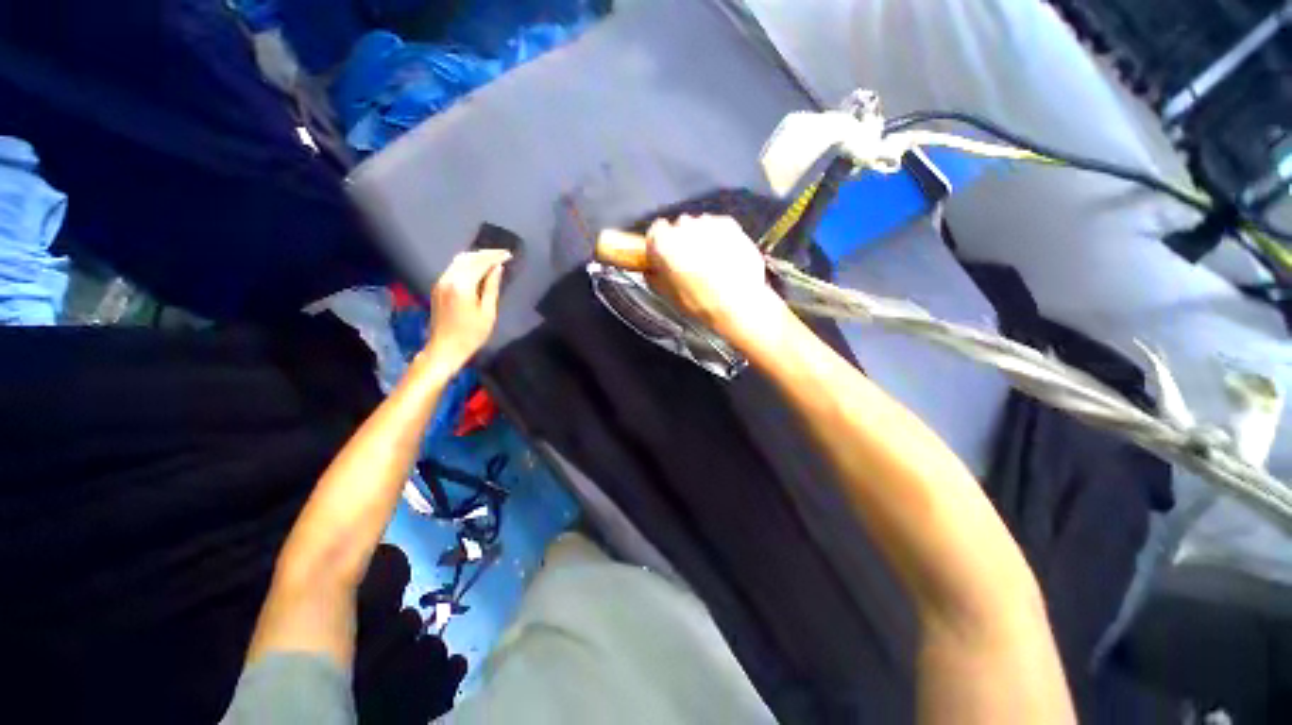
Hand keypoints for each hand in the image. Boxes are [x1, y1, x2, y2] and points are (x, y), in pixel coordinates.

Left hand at [424, 249, 510, 371]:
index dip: (495, 257)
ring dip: (476, 257)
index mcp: (462, 285)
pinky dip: (467, 264)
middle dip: (485, 254)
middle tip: (502, 254)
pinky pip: (454, 268)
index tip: (508, 255)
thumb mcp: (488, 313)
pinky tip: (478, 268)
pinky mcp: (438, 287)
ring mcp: (441, 282)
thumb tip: (497, 269)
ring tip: (492, 259)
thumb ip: (492, 288)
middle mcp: (448, 279)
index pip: (480, 263)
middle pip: (467, 257)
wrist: (445, 348)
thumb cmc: (471, 334)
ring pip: (459, 261)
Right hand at [643, 215, 786, 347]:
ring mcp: (707, 223)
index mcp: (663, 244)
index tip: (664, 253)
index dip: (659, 243)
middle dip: (682, 241)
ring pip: (699, 226)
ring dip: (701, 239)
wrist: (738, 304)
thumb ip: (655, 276)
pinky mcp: (728, 224)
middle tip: (689, 263)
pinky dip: (719, 238)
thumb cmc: (701, 303)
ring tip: (710, 263)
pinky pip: (718, 227)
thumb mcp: (667, 295)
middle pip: (678, 227)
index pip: (655, 231)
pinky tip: (723, 258)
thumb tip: (652, 270)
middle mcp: (683, 227)